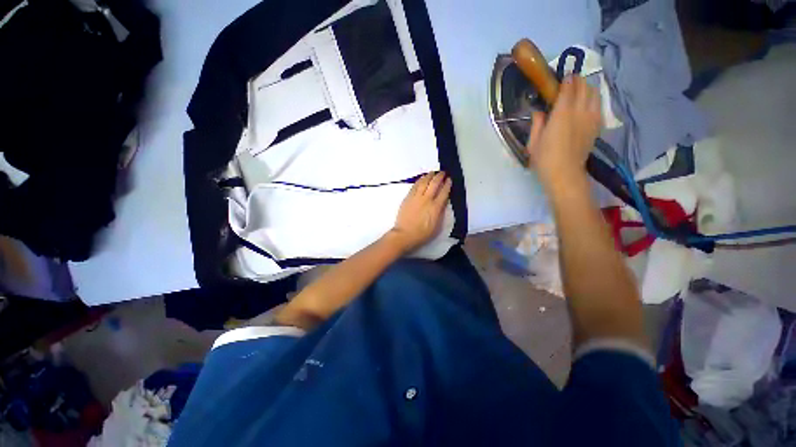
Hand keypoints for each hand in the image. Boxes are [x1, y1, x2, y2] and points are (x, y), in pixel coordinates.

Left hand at [389, 172, 451, 253]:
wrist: (404, 234)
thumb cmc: (422, 234)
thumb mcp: (437, 226)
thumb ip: (440, 213)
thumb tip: (443, 204)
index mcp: (435, 207)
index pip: (444, 192)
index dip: (447, 185)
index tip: (450, 179)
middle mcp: (427, 199)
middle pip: (434, 184)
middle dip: (440, 176)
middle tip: (443, 172)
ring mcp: (416, 197)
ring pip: (424, 182)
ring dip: (429, 176)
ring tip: (433, 172)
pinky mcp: (408, 198)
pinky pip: (415, 186)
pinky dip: (420, 180)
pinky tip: (422, 178)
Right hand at [526, 75, 601, 188]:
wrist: (565, 174)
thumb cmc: (544, 159)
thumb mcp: (533, 143)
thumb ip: (537, 124)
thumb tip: (539, 111)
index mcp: (562, 114)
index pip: (568, 88)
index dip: (566, 80)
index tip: (561, 78)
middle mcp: (580, 111)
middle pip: (584, 87)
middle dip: (577, 81)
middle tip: (569, 83)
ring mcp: (591, 118)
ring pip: (595, 94)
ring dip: (587, 89)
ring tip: (579, 92)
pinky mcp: (597, 127)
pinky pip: (599, 106)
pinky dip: (594, 100)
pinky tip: (587, 105)